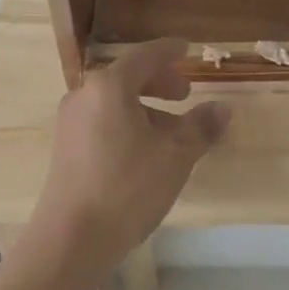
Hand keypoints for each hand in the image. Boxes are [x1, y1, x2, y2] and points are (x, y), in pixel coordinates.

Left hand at [24, 39, 229, 279]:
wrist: (70, 241)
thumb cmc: (126, 187)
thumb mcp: (174, 156)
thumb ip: (200, 127)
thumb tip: (222, 108)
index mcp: (110, 85)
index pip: (144, 55)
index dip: (169, 52)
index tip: (187, 48)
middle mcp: (85, 94)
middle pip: (127, 77)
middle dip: (159, 82)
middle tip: (185, 93)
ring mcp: (71, 122)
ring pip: (115, 102)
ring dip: (145, 108)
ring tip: (171, 131)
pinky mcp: (66, 149)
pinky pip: (102, 121)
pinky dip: (127, 124)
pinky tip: (145, 152)